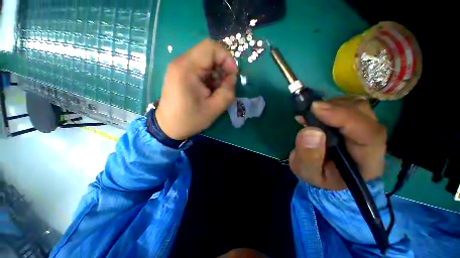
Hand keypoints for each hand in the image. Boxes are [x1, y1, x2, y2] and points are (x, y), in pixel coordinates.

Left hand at [155, 38, 237, 139]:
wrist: (168, 127)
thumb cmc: (189, 119)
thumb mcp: (214, 109)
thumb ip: (227, 92)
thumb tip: (232, 78)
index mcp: (187, 68)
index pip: (211, 48)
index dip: (227, 58)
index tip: (233, 75)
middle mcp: (181, 62)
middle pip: (209, 53)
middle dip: (223, 68)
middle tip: (227, 85)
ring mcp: (179, 67)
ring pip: (206, 61)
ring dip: (217, 74)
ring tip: (218, 90)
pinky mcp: (181, 73)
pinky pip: (200, 68)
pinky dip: (210, 77)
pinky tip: (210, 90)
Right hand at [289, 96, 386, 189]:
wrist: (323, 171)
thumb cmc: (318, 175)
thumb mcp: (307, 171)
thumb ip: (308, 156)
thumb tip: (310, 131)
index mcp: (367, 162)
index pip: (368, 134)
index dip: (344, 117)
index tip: (315, 109)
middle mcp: (373, 143)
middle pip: (364, 115)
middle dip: (335, 108)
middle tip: (309, 110)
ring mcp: (365, 129)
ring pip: (357, 106)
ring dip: (331, 105)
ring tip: (311, 114)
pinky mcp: (356, 121)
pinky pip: (348, 104)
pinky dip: (330, 103)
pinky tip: (316, 113)